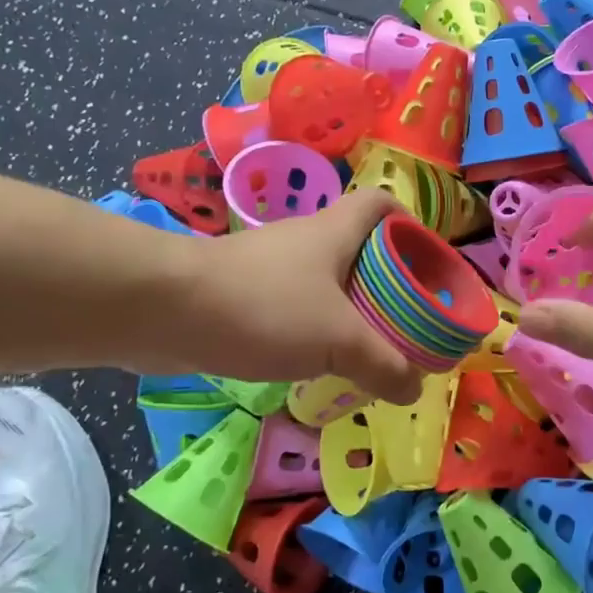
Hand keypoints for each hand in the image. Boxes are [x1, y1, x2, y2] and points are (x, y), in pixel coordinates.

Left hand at [178, 189, 421, 404]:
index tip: (427, 264)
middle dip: (387, 283)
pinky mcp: (244, 296)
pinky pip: (294, 309)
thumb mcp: (340, 340)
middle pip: (360, 249)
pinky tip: (318, 366)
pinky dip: (313, 332)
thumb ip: (384, 364)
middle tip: (406, 323)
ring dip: (350, 313)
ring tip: (370, 353)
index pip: (383, 204)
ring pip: (326, 284)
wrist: (164, 310)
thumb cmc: (265, 307)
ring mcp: (272, 268)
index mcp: (337, 233)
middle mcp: (307, 242)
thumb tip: (414, 387)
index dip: (411, 225)